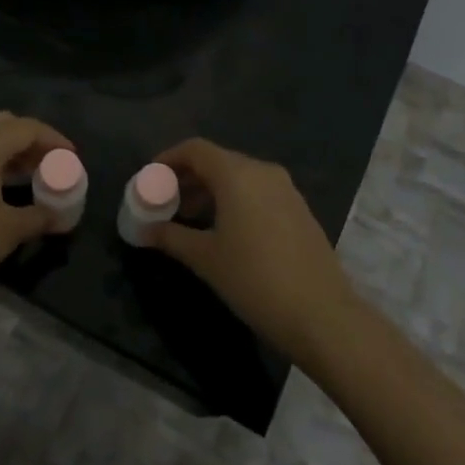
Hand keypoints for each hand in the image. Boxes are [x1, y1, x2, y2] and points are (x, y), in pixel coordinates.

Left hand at [0, 112, 71, 344]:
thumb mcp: (8, 231)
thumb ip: (40, 215)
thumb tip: (63, 217)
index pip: (26, 128)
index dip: (54, 140)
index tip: (74, 159)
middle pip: (2, 124)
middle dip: (30, 140)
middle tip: (52, 164)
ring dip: (9, 151)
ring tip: (33, 176)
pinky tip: (2, 188)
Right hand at [147, 138, 364, 365]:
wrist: (322, 315)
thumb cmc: (254, 279)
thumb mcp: (205, 258)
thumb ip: (170, 236)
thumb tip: (142, 230)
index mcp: (237, 174)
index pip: (195, 149)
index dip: (168, 159)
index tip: (149, 180)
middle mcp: (263, 171)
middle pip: (217, 160)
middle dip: (187, 177)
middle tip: (165, 202)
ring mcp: (286, 189)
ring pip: (239, 177)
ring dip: (210, 190)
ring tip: (189, 218)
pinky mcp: (299, 209)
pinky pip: (258, 192)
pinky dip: (234, 200)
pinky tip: (224, 230)